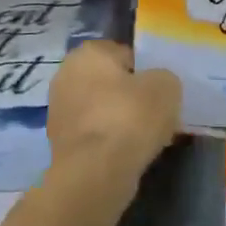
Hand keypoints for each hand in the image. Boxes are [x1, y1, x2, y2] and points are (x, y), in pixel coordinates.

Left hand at [45, 41, 181, 204]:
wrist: (96, 172)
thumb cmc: (130, 117)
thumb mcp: (166, 86)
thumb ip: (163, 78)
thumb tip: (155, 86)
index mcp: (89, 52)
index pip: (125, 54)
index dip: (147, 71)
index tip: (160, 91)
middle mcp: (66, 75)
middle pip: (111, 82)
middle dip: (130, 95)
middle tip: (155, 113)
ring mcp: (59, 110)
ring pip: (102, 109)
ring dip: (120, 119)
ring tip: (146, 137)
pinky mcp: (58, 143)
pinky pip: (95, 133)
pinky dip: (110, 140)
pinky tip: (129, 153)